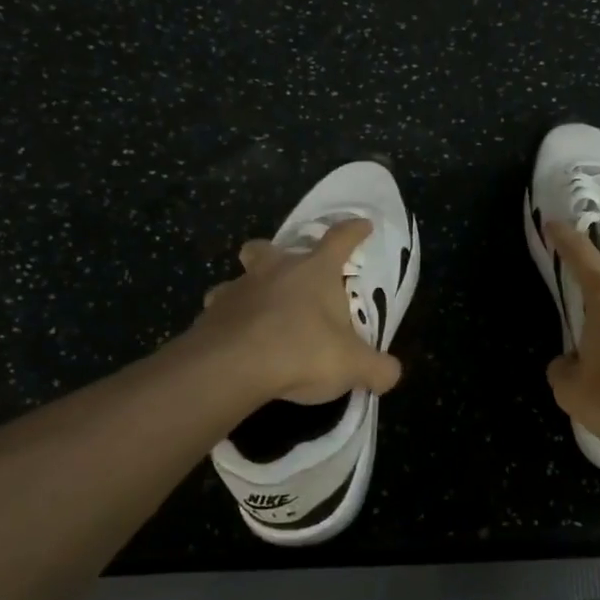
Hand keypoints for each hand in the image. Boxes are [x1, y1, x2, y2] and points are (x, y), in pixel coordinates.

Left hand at [186, 219, 401, 405]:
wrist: (232, 367)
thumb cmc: (303, 350)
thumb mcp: (353, 365)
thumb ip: (378, 369)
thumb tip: (391, 374)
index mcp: (315, 271)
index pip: (340, 239)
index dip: (354, 231)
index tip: (363, 225)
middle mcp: (274, 271)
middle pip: (269, 247)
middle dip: (276, 253)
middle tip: (286, 273)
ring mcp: (237, 290)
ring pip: (238, 279)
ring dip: (248, 291)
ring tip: (258, 315)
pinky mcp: (209, 316)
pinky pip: (220, 313)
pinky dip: (229, 324)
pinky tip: (238, 344)